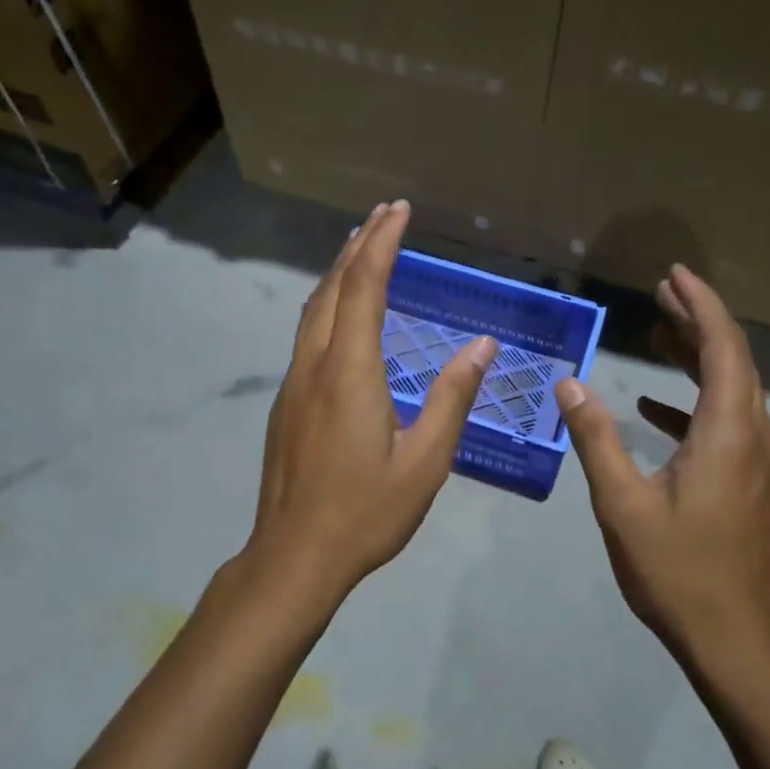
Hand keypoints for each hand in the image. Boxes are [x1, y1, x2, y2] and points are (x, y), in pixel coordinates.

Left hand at [249, 201, 496, 601]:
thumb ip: (452, 398)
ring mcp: (294, 383)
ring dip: (338, 273)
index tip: (399, 211)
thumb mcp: (425, 461)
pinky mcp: (287, 403)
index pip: (365, 287)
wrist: (294, 556)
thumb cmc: (366, 512)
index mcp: (350, 372)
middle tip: (383, 215)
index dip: (382, 244)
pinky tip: (341, 313)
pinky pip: (307, 335)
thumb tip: (482, 346)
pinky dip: (328, 305)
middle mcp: (315, 365)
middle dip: (358, 245)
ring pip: (313, 310)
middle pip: (333, 288)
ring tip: (360, 247)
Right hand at [555, 264, 769, 666]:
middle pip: (732, 360)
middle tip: (659, 295)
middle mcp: (752, 436)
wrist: (731, 634)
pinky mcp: (749, 480)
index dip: (700, 304)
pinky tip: (654, 408)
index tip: (673, 275)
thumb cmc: (675, 568)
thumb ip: (595, 438)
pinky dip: (693, 403)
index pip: (722, 347)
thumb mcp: (622, 502)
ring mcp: (756, 460)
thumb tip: (570, 385)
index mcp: (727, 432)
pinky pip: (725, 422)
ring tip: (656, 336)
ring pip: (731, 389)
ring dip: (697, 358)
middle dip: (697, 322)